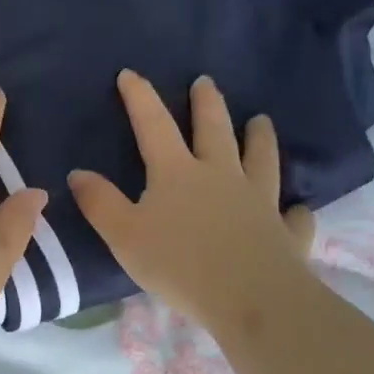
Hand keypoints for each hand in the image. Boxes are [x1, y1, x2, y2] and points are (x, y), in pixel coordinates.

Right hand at [69, 71, 315, 325]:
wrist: (251, 299)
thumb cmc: (178, 265)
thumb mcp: (124, 235)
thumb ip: (100, 203)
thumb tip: (77, 173)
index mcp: (177, 173)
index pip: (153, 125)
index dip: (140, 97)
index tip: (130, 74)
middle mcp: (221, 176)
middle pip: (214, 130)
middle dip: (207, 104)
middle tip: (205, 82)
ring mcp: (259, 202)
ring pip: (261, 160)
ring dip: (260, 138)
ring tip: (261, 120)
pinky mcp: (285, 233)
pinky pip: (292, 216)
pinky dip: (293, 210)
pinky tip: (295, 208)